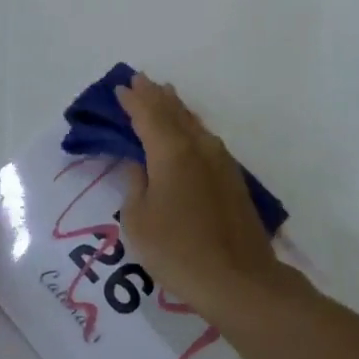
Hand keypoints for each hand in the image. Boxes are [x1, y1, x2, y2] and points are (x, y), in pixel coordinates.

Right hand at [114, 72, 290, 319]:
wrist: (237, 279)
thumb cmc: (177, 250)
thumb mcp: (138, 220)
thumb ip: (135, 184)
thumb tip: (140, 164)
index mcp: (171, 152)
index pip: (147, 115)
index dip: (132, 100)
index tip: (120, 87)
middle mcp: (198, 147)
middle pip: (174, 112)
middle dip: (155, 96)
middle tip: (140, 80)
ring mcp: (221, 162)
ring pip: (194, 124)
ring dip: (176, 108)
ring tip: (164, 95)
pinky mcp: (233, 179)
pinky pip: (206, 140)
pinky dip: (191, 128)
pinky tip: (189, 132)